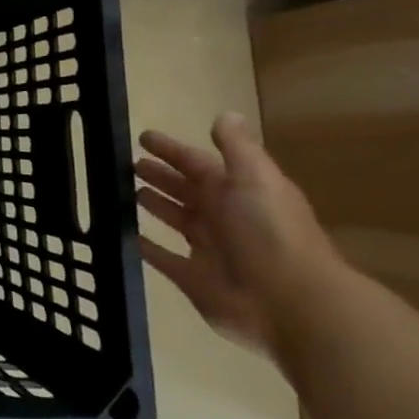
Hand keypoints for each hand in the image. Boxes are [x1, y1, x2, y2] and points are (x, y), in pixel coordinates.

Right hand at [135, 112, 342, 356]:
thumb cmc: (270, 232)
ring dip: (156, 206)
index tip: (143, 137)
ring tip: (126, 192)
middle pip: (186, 190)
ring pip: (176, 220)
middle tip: (129, 164)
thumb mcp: (256, 178)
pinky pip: (164, 258)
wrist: (293, 303)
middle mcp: (223, 217)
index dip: (172, 150)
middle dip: (161, 176)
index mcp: (237, 191)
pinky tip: (129, 235)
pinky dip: (148, 247)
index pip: (197, 163)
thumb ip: (237, 147)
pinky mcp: (194, 279)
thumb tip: (225, 115)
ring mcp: (209, 250)